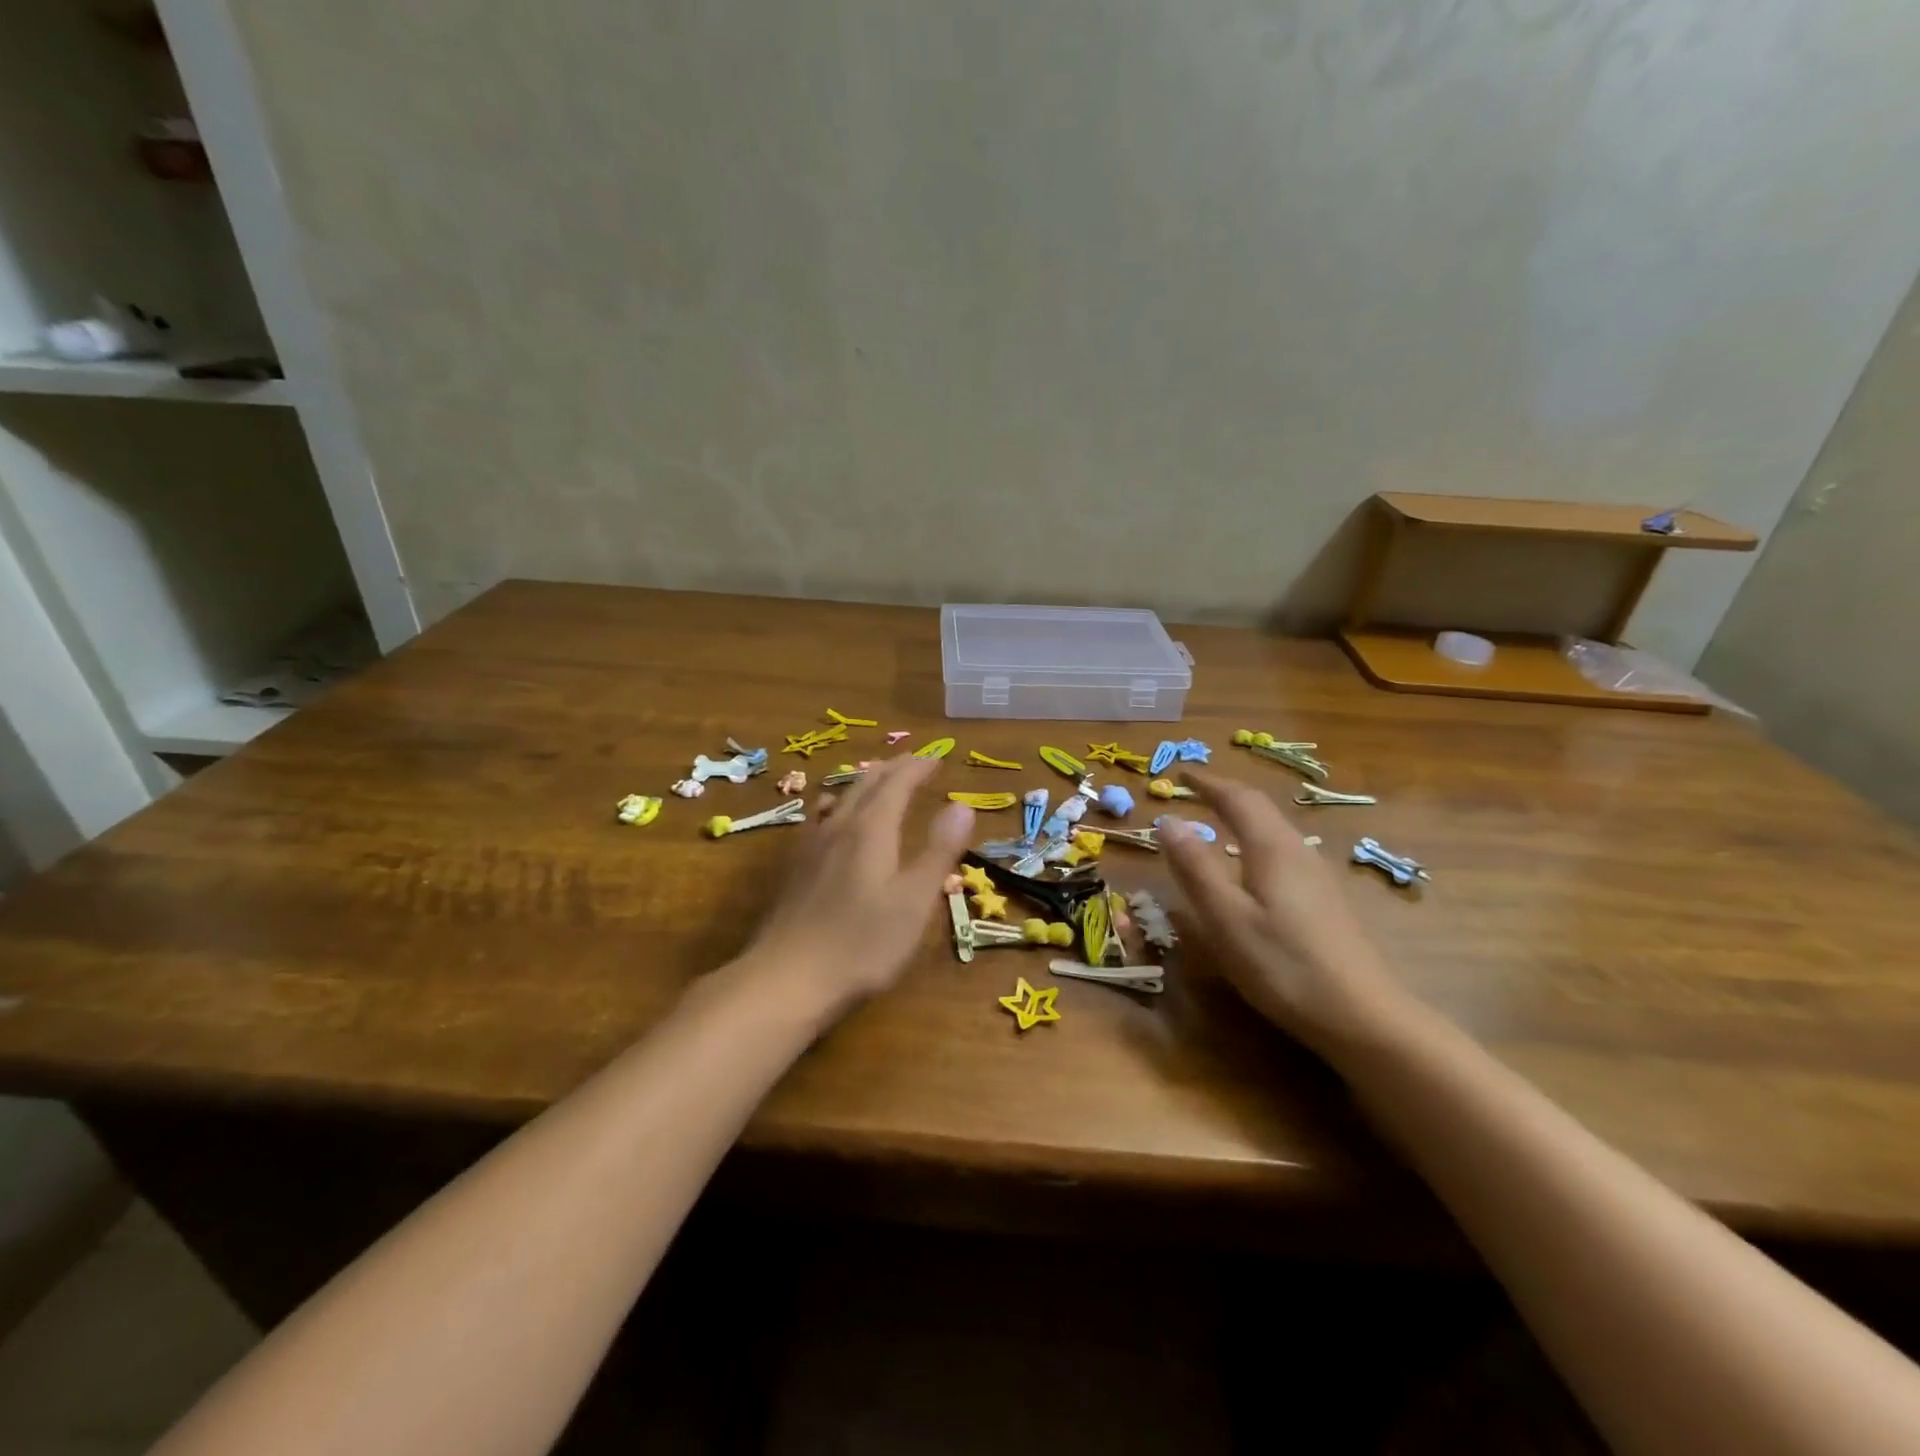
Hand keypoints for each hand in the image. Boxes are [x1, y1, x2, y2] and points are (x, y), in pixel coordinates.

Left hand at [738, 755, 973, 1026]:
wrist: (787, 979)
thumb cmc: (862, 943)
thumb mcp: (914, 900)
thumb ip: (938, 851)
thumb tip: (964, 805)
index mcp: (871, 829)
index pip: (897, 783)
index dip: (918, 767)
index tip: (937, 758)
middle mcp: (838, 827)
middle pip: (866, 783)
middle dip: (893, 768)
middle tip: (914, 762)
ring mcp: (811, 847)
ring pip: (840, 798)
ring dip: (865, 782)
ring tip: (878, 780)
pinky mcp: (796, 869)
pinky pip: (821, 818)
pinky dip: (840, 805)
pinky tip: (831, 820)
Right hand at [1158, 769, 1411, 1054]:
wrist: (1362, 1016)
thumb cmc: (1283, 965)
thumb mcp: (1226, 917)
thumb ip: (1195, 867)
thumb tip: (1168, 820)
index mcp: (1272, 848)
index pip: (1238, 798)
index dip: (1207, 782)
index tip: (1181, 773)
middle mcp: (1298, 851)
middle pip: (1261, 809)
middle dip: (1226, 794)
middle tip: (1195, 792)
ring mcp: (1317, 876)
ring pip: (1274, 830)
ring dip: (1242, 817)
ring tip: (1216, 822)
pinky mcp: (1325, 901)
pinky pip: (1282, 852)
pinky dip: (1254, 842)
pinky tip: (1249, 868)